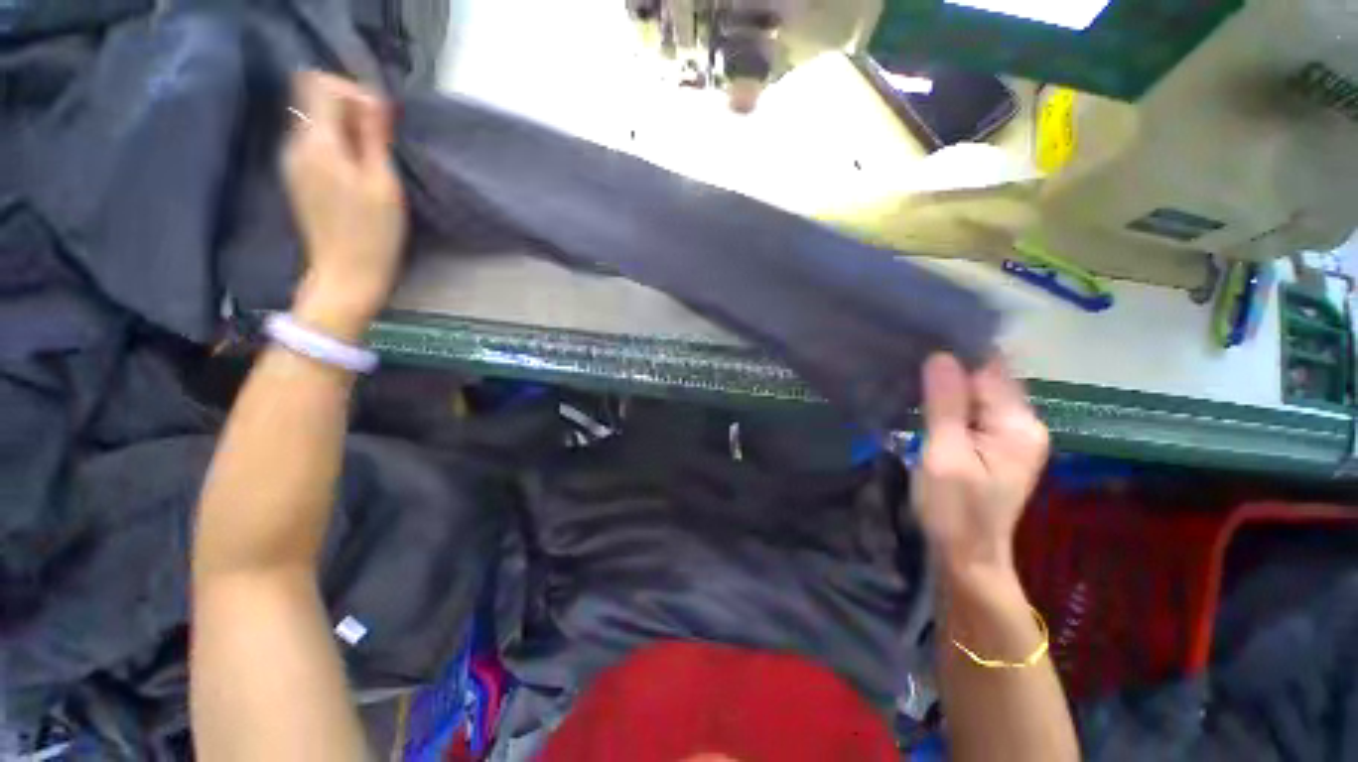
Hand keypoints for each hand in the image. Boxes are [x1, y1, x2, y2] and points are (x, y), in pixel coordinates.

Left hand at [283, 72, 406, 342]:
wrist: (346, 276)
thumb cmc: (373, 234)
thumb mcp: (383, 184)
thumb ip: (374, 138)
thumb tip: (373, 101)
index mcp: (317, 144)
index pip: (319, 84)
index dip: (351, 90)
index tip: (379, 117)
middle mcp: (295, 145)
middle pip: (312, 98)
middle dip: (350, 107)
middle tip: (382, 138)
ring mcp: (292, 162)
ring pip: (314, 120)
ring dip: (345, 127)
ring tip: (374, 156)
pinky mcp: (297, 178)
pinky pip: (314, 142)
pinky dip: (337, 144)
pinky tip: (358, 169)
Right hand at [911, 354, 1048, 582]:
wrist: (965, 557)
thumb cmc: (954, 510)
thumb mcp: (944, 456)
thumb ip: (946, 406)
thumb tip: (940, 355)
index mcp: (1017, 425)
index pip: (990, 370)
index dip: (957, 352)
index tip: (919, 337)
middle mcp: (1022, 424)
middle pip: (987, 379)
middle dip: (950, 366)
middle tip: (906, 353)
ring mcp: (1009, 436)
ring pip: (977, 393)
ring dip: (946, 383)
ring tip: (907, 369)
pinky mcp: (993, 445)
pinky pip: (972, 410)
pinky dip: (948, 400)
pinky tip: (922, 396)